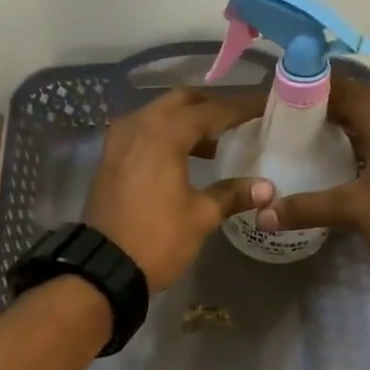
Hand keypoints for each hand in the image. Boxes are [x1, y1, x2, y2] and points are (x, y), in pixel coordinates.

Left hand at [83, 87, 273, 291]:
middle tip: (238, 119)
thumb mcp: (201, 216)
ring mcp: (119, 140)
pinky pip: (143, 132)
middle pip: (181, 101)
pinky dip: (165, 135)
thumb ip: (232, 194)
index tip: (264, 105)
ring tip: (215, 143)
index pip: (211, 110)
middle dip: (210, 106)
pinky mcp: (110, 158)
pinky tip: (183, 157)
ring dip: (186, 121)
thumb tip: (267, 188)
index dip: (240, 108)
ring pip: (158, 115)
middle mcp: (138, 125)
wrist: (103, 267)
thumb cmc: (157, 238)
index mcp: (164, 133)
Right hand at [254, 78, 369, 272]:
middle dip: (322, 113)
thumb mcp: (354, 210)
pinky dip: (363, 148)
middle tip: (286, 129)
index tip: (278, 101)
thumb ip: (307, 208)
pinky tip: (346, 171)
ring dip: (345, 132)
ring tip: (309, 149)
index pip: (340, 87)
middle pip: (356, 104)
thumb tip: (263, 214)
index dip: (308, 89)